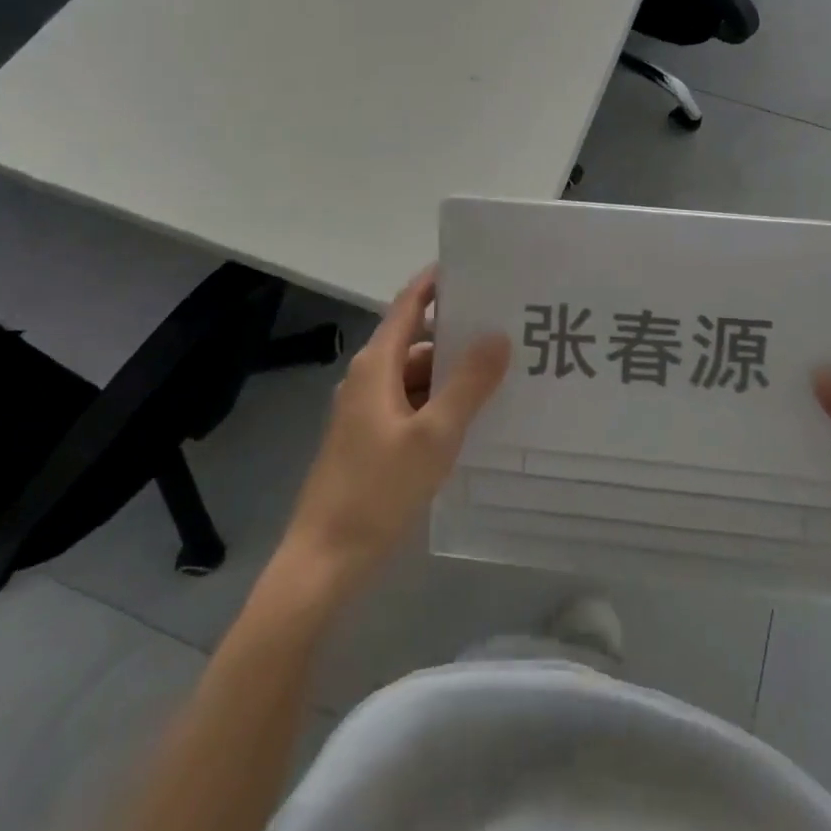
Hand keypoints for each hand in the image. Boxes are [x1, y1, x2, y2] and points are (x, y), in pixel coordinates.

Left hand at [281, 268, 508, 594]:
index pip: (408, 304)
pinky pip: (410, 404)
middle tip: (507, 328)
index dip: (437, 283)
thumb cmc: (377, 490)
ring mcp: (365, 411)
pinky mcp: (369, 440)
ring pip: (415, 376)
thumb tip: (498, 335)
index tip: (476, 269)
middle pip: (416, 340)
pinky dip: (438, 402)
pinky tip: (471, 417)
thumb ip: (469, 383)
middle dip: (458, 334)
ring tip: (500, 372)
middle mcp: (368, 378)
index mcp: (376, 365)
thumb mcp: (434, 435)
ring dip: (451, 373)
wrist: (324, 561)